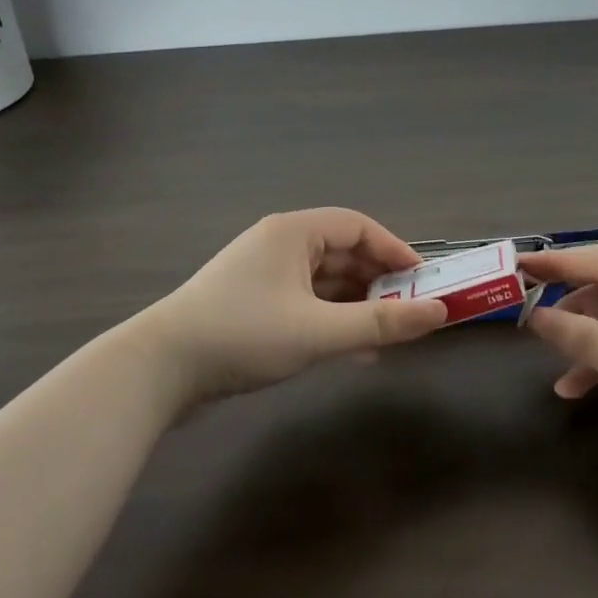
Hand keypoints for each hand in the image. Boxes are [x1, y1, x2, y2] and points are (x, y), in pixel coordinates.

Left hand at [143, 208, 447, 404]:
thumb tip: (438, 312)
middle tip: (409, 311)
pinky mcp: (252, 303)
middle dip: (378, 281)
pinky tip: (351, 351)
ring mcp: (263, 274)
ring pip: (324, 281)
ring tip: (387, 335)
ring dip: (356, 305)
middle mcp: (279, 244)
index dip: (395, 250)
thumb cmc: (243, 335)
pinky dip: (331, 319)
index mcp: (293, 232)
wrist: (158, 370)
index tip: (423, 280)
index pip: (358, 226)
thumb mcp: (318, 332)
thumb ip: (380, 323)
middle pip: (342, 252)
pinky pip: (305, 302)